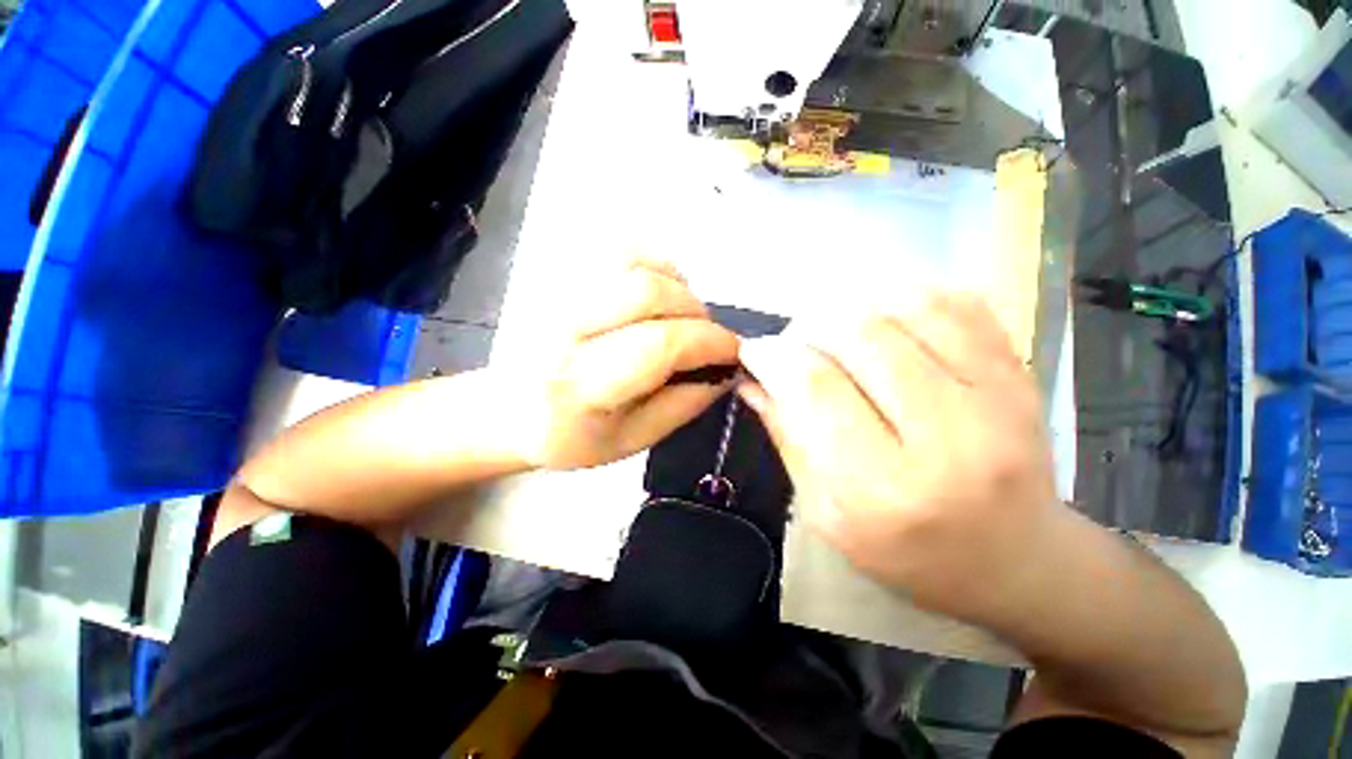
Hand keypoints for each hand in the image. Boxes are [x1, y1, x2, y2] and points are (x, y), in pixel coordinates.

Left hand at [514, 258, 739, 470]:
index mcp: (582, 386)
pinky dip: (652, 265)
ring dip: (677, 286)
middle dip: (696, 312)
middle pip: (649, 292)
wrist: (508, 410)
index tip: (733, 352)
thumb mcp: (633, 440)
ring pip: (635, 262)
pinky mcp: (557, 274)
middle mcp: (564, 330)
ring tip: (681, 316)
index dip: (709, 342)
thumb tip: (726, 372)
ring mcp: (556, 293)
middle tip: (705, 337)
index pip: (659, 345)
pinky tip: (656, 294)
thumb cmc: (571, 436)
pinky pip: (617, 249)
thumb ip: (684, 405)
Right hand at [738, 295, 1057, 618]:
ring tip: (833, 332)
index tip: (755, 351)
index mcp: (885, 490)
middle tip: (794, 344)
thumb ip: (787, 438)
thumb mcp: (826, 514)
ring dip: (850, 308)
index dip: (774, 356)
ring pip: (905, 307)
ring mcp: (997, 399)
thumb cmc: (909, 553)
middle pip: (859, 336)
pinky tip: (883, 322)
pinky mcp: (1020, 375)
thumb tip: (752, 380)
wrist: (1016, 560)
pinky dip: (903, 298)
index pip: (815, 388)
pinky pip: (954, 303)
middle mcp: (947, 438)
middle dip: (807, 327)